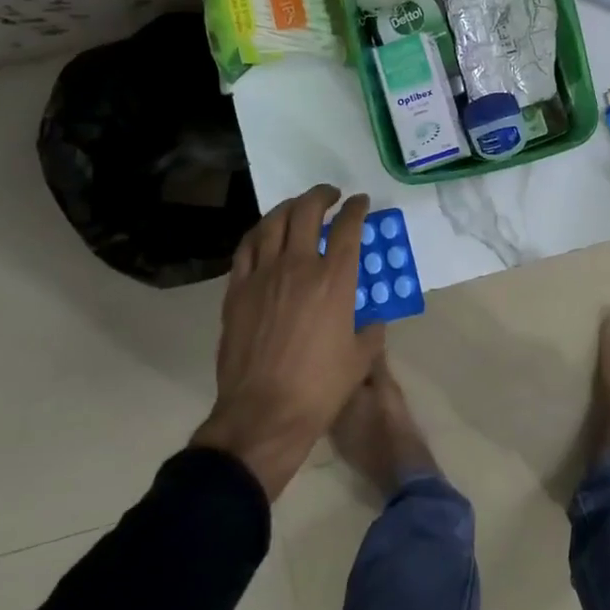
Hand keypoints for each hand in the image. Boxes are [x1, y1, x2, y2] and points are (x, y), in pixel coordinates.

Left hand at [191, 186, 378, 499]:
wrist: (263, 413)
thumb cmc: (320, 388)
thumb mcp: (361, 358)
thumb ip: (371, 329)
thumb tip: (371, 318)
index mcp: (335, 280)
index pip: (348, 227)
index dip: (356, 208)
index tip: (360, 202)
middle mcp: (298, 266)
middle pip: (307, 211)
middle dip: (322, 196)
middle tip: (331, 196)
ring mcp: (263, 275)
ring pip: (273, 222)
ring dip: (289, 207)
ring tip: (298, 207)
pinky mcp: (237, 290)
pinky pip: (246, 247)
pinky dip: (260, 232)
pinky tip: (266, 234)